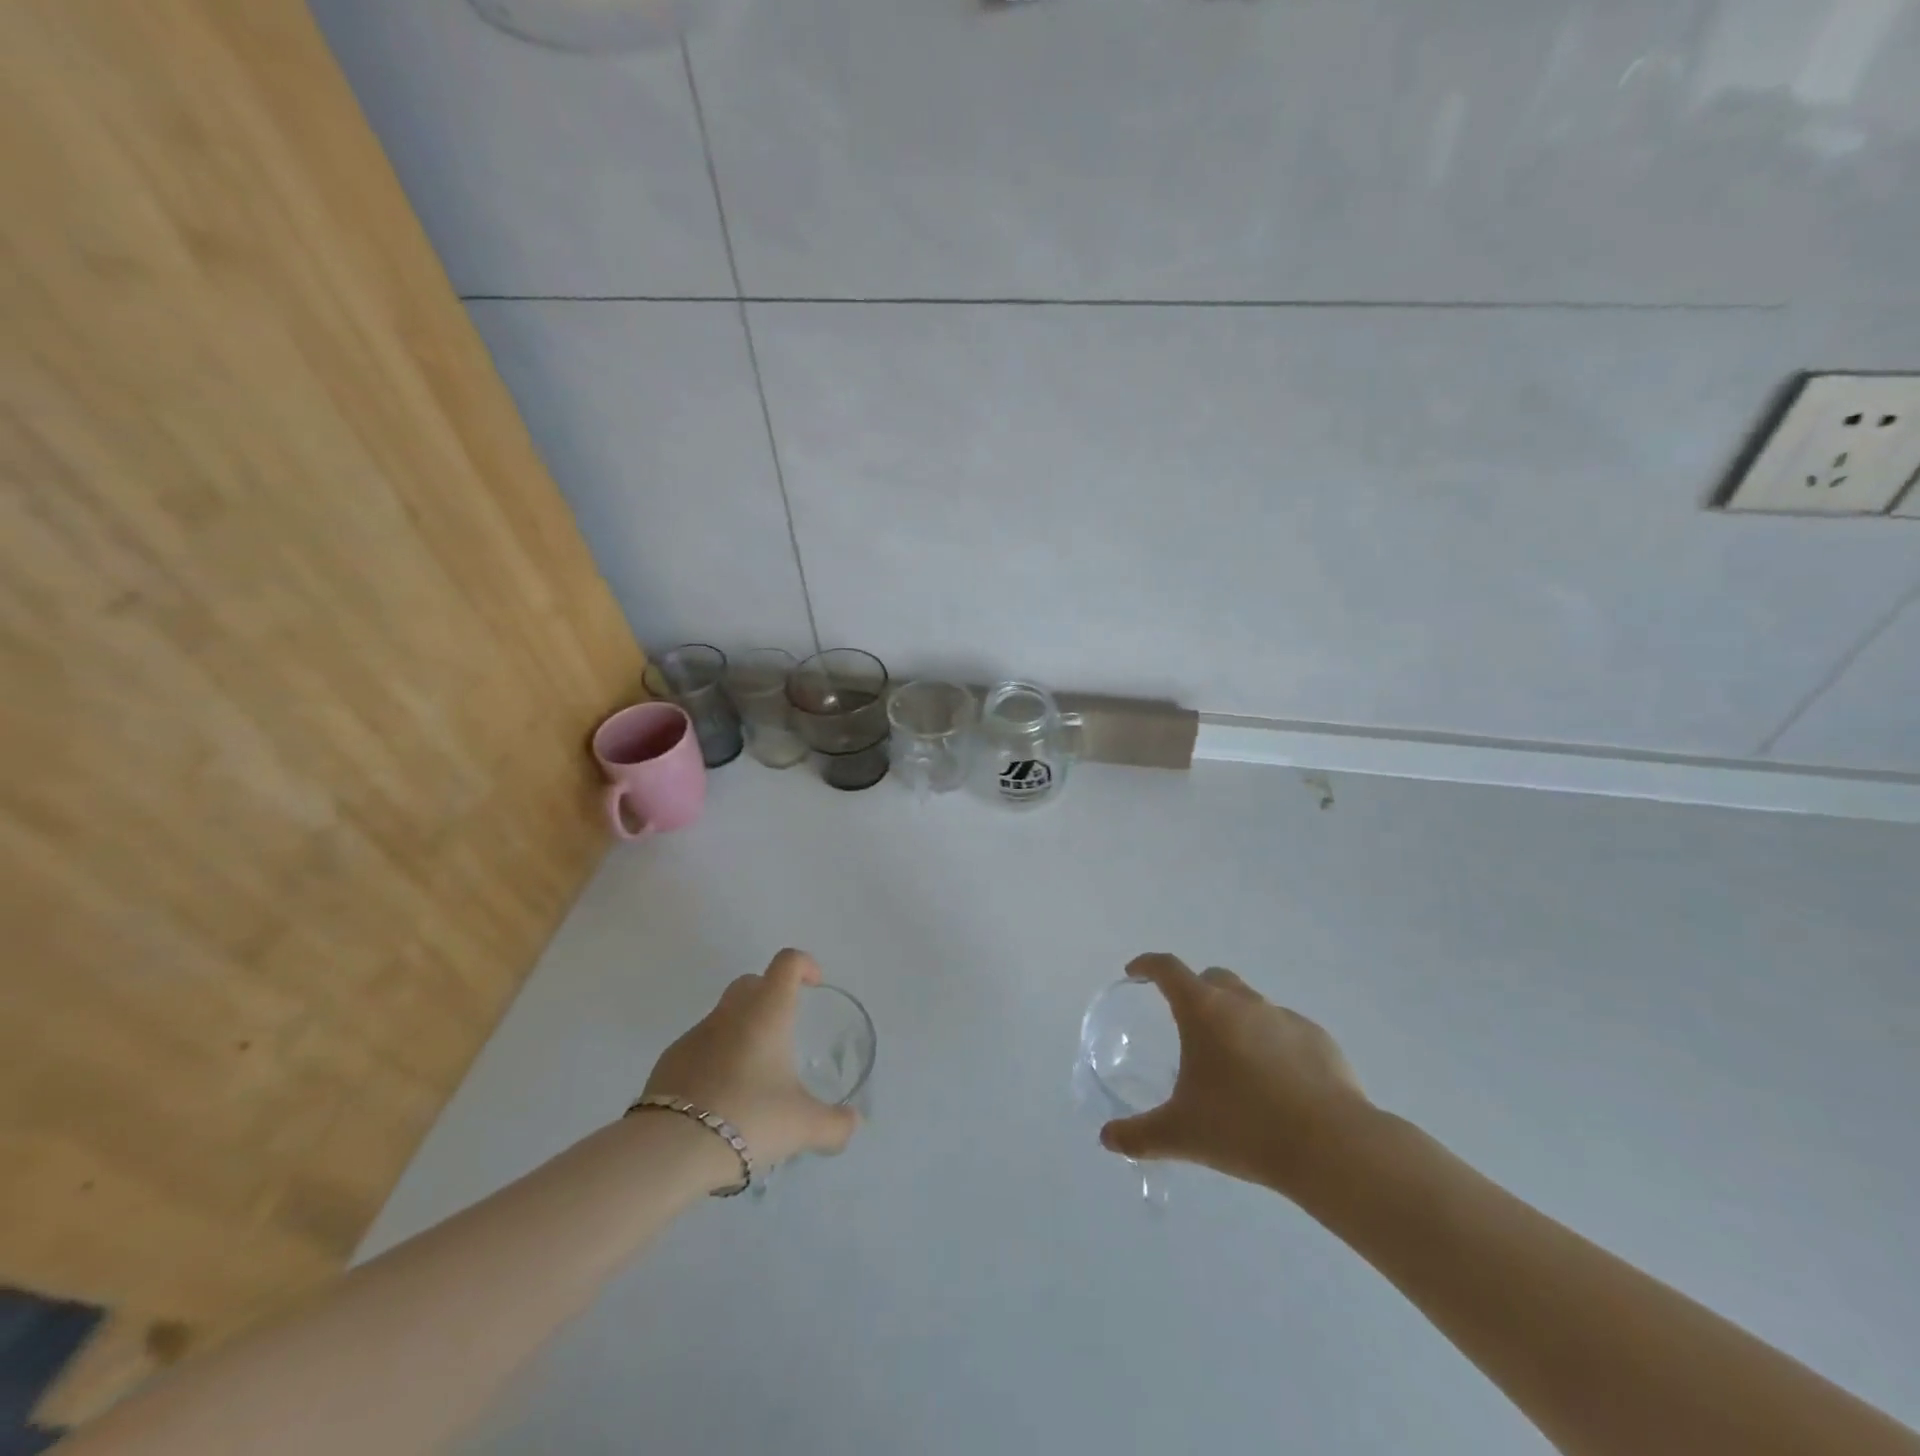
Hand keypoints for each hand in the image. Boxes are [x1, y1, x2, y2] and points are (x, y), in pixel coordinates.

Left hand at [642, 949, 860, 1176]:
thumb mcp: (803, 1126)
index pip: (787, 963)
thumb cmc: (749, 1118)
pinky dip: (714, 1061)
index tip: (814, 985)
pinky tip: (721, 1100)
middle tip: (784, 1031)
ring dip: (741, 1033)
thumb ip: (835, 1124)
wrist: (670, 1150)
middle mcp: (730, 1013)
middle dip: (770, 995)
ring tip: (753, 1079)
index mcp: (767, 1012)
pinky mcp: (669, 1062)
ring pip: (723, 1017)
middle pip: (751, 983)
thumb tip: (853, 1124)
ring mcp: (695, 1035)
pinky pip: (699, 1048)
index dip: (804, 965)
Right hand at [1099, 953, 1373, 1196]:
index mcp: (1204, 1010)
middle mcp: (1243, 1002)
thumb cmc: (1243, 1127)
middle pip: (1212, 978)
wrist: (1331, 1146)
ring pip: (1251, 1004)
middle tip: (1186, 1024)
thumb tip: (1107, 1139)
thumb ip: (1139, 1135)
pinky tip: (1276, 1084)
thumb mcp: (1181, 1135)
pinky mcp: (1319, 1039)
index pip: (1167, 969)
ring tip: (1233, 1063)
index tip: (1135, 973)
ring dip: (1235, 1019)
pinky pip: (1285, 1031)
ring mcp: (1284, 1017)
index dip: (1147, 965)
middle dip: (1195, 990)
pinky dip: (1272, 1044)